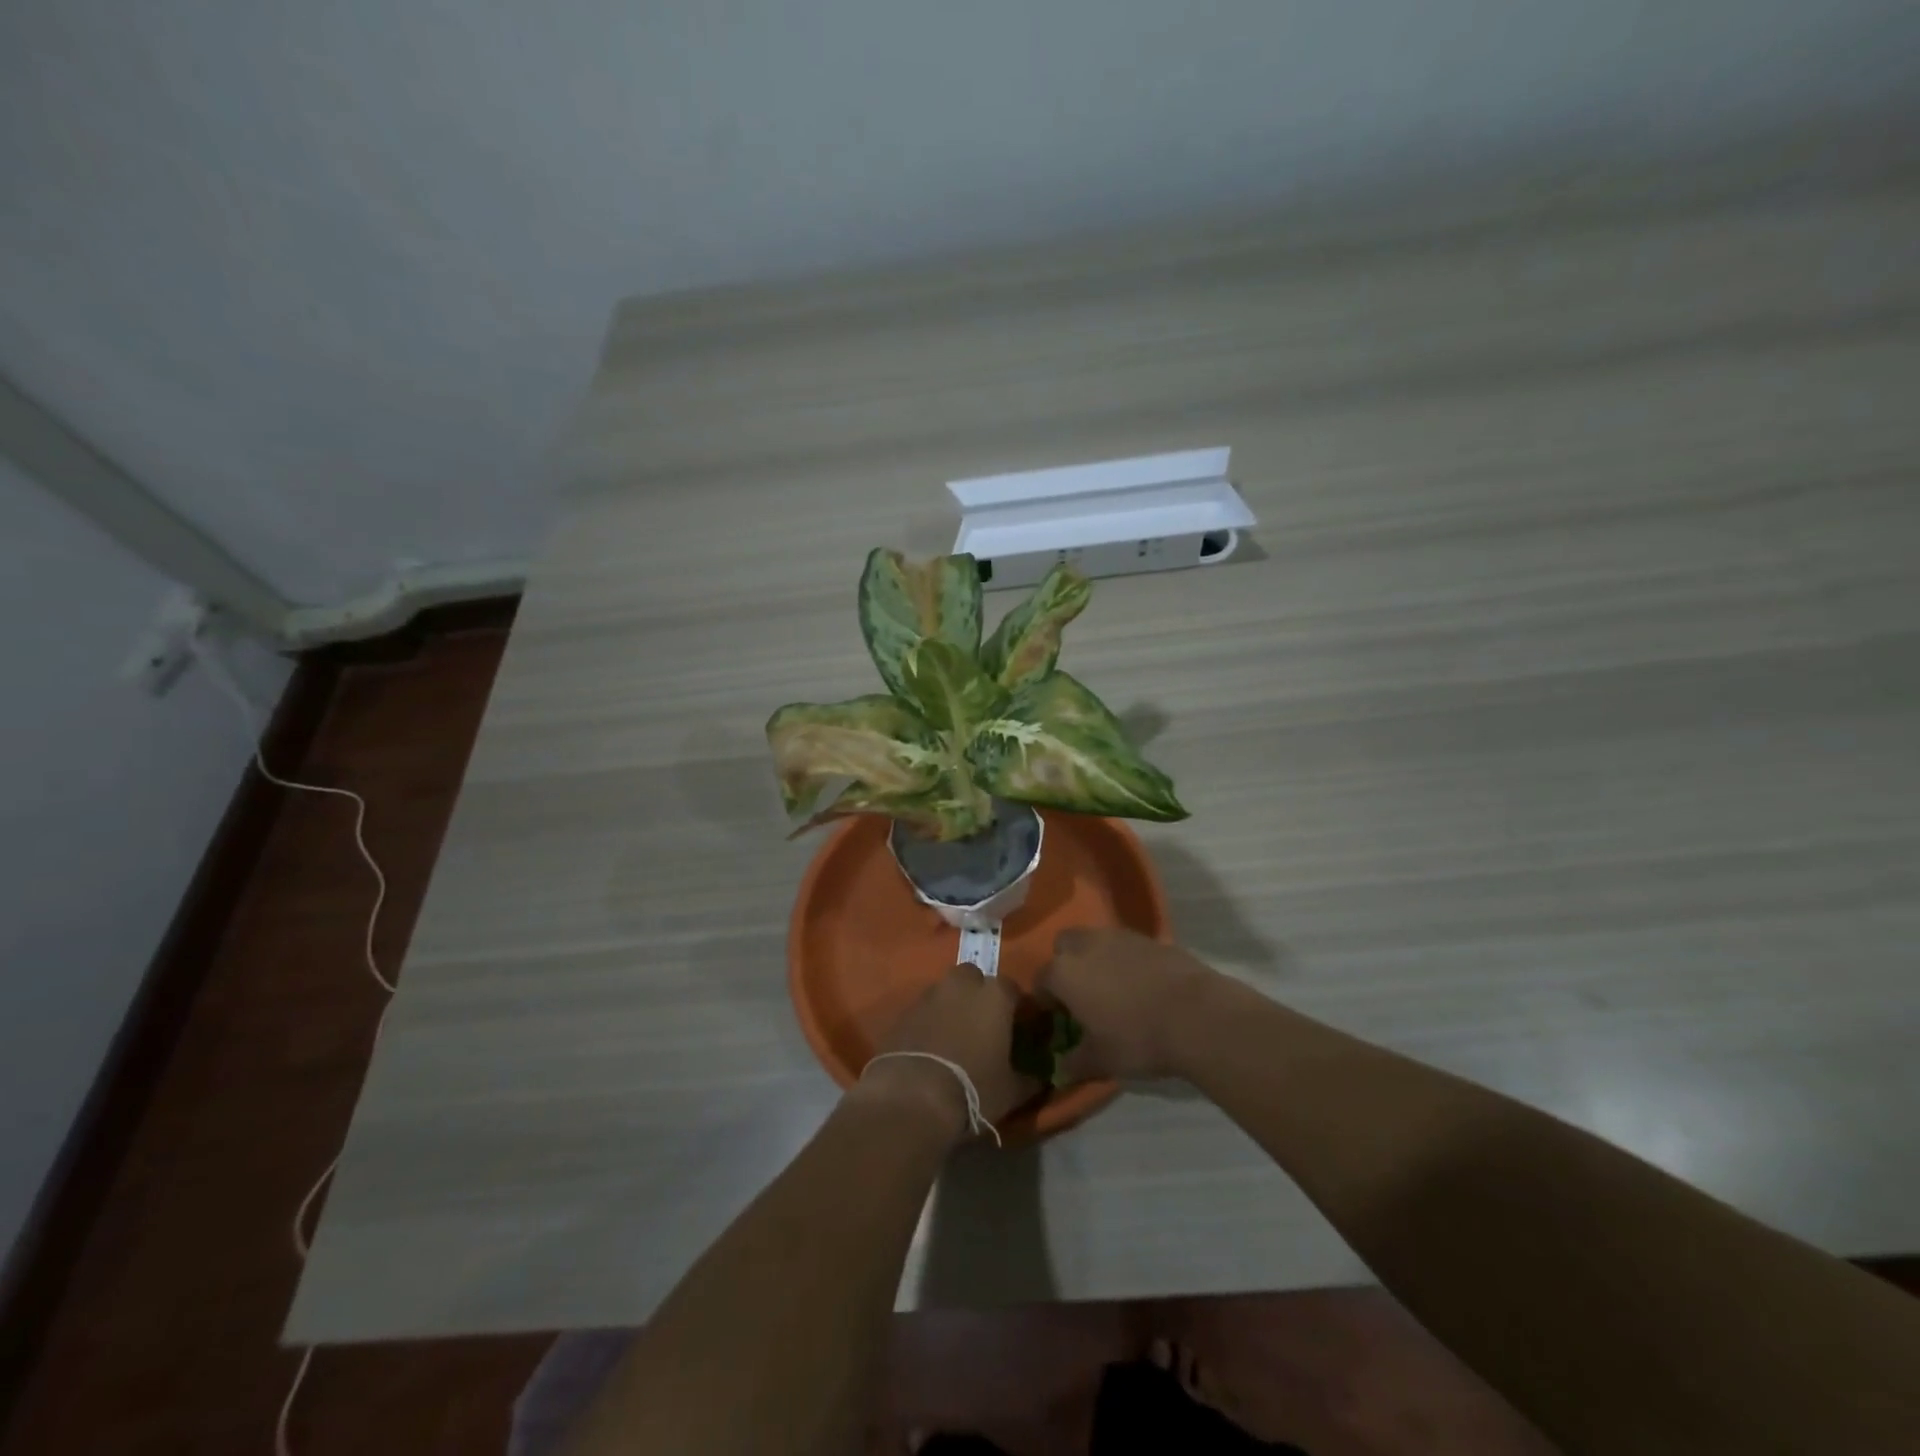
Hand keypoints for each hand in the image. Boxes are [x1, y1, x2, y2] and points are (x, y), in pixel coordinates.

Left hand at [859, 965, 1038, 1137]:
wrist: (913, 1097)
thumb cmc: (973, 1089)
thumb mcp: (1011, 1091)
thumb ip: (1029, 1079)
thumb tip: (1041, 1079)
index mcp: (995, 995)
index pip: (1012, 989)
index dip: (1014, 1007)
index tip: (1016, 1028)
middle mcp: (962, 984)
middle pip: (974, 978)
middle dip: (978, 994)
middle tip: (982, 1025)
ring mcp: (930, 995)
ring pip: (946, 991)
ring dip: (952, 1006)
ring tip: (954, 1037)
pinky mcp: (904, 1011)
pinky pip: (924, 1010)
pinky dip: (929, 1021)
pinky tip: (930, 1046)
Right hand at [1037, 927, 1217, 1080]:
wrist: (1196, 1015)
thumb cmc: (1137, 1038)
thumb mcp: (1101, 1060)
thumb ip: (1075, 1063)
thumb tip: (1061, 1070)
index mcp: (1064, 972)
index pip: (1040, 980)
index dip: (1045, 1000)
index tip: (1057, 1018)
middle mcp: (1086, 945)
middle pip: (1064, 946)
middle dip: (1067, 965)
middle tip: (1081, 994)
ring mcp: (1119, 937)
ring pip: (1096, 941)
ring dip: (1096, 959)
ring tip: (1113, 989)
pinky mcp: (1150, 938)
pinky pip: (1126, 946)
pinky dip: (1126, 960)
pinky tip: (1141, 986)